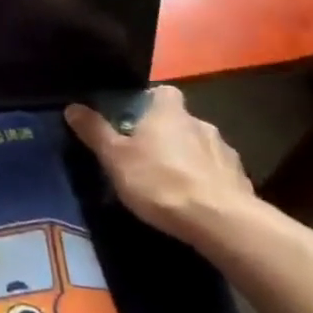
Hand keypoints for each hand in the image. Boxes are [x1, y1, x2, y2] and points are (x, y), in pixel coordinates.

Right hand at [64, 87, 255, 243]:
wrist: (221, 222)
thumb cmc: (160, 181)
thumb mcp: (115, 157)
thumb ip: (95, 132)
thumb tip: (72, 106)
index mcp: (169, 113)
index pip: (163, 91)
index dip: (150, 101)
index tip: (135, 117)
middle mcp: (200, 124)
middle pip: (180, 121)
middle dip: (167, 134)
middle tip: (147, 155)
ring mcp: (225, 152)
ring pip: (201, 147)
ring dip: (189, 158)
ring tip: (172, 182)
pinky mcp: (241, 180)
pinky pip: (217, 173)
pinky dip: (206, 181)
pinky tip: (195, 201)